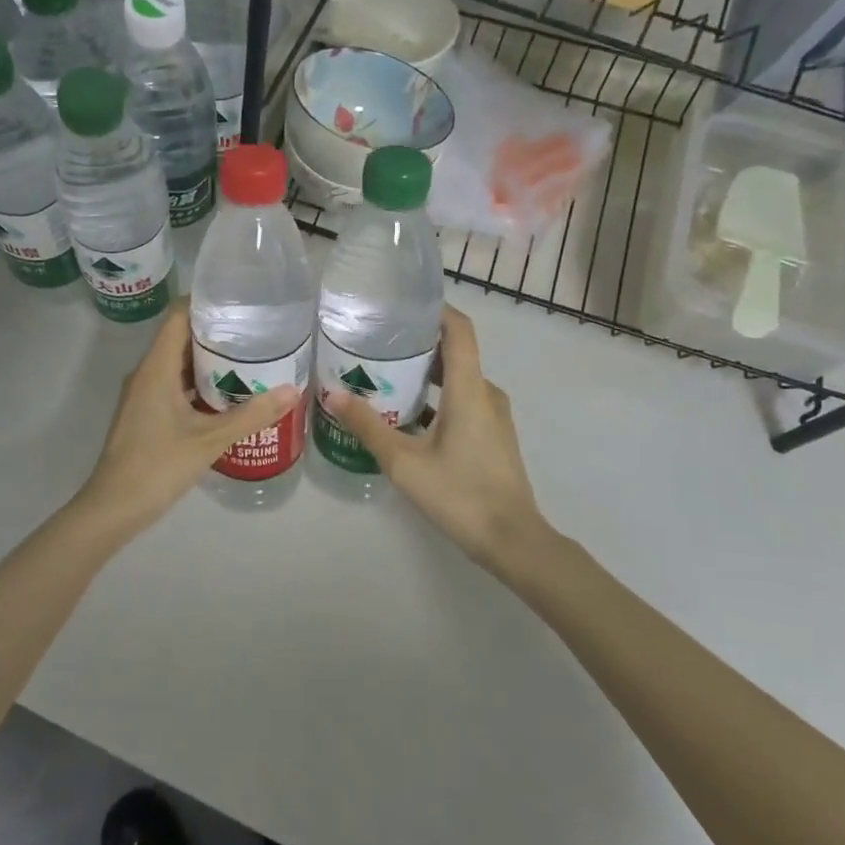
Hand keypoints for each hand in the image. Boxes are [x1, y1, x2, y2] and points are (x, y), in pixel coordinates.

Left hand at [71, 306, 297, 538]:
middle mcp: (146, 373)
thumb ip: (251, 414)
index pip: (178, 315)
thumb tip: (292, 390)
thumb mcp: (210, 439)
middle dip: (214, 330)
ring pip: (177, 363)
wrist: (113, 507)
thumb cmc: (158, 465)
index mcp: (156, 367)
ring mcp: (143, 394)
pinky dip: (198, 382)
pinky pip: (173, 384)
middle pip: (179, 336)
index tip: (239, 299)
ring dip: (207, 358)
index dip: (205, 301)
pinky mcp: (145, 413)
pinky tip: (225, 393)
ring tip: (248, 356)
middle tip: (254, 328)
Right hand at [330, 306, 544, 569]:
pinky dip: (436, 398)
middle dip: (416, 343)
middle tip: (375, 342)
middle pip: (453, 352)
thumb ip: (368, 425)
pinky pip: (462, 401)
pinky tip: (404, 414)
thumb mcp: (404, 461)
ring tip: (383, 375)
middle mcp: (485, 392)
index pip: (459, 329)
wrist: (512, 540)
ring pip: (457, 379)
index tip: (400, 304)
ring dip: (424, 373)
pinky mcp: (491, 435)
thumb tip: (332, 393)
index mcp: (469, 388)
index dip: (434, 309)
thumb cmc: (459, 494)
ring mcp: (492, 415)